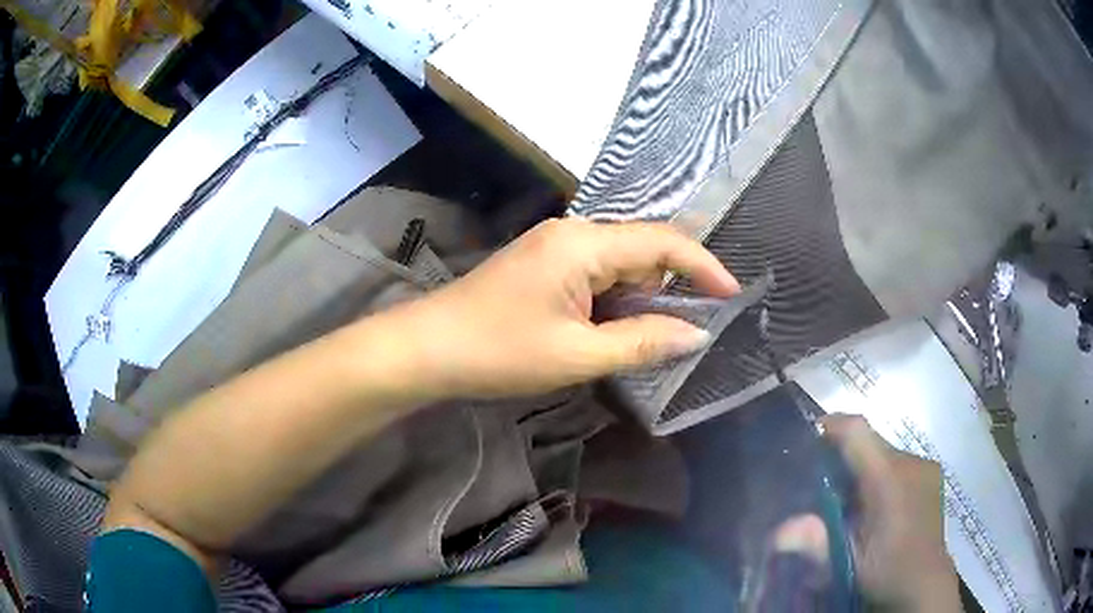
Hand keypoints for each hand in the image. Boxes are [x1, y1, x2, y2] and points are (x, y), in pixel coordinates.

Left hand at [382, 217, 738, 397]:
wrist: (429, 348)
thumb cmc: (500, 351)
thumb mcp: (577, 354)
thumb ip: (642, 342)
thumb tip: (696, 335)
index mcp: (584, 244)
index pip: (661, 242)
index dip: (703, 265)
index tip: (732, 293)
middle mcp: (573, 232)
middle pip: (642, 248)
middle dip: (669, 286)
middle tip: (686, 329)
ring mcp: (554, 244)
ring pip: (619, 262)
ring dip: (640, 295)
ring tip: (644, 336)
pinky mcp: (543, 262)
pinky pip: (596, 271)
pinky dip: (614, 297)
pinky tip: (610, 326)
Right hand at [821, 414, 961, 611]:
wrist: (925, 584)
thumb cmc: (887, 571)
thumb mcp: (848, 562)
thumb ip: (816, 542)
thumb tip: (777, 532)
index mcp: (889, 478)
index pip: (858, 431)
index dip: (832, 426)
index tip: (809, 437)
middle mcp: (911, 462)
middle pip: (871, 441)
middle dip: (845, 454)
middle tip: (823, 484)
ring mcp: (925, 466)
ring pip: (885, 452)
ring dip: (865, 467)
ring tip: (851, 501)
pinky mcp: (932, 474)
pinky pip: (899, 462)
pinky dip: (882, 474)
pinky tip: (878, 504)